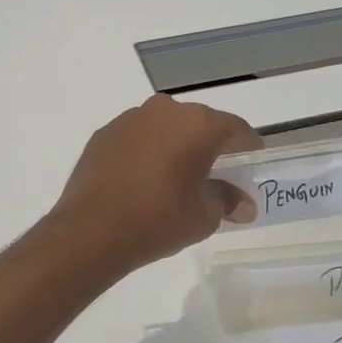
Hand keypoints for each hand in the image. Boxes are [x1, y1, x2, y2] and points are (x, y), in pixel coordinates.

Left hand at [49, 95, 260, 272]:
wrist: (90, 232)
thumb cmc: (158, 220)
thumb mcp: (204, 217)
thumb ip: (227, 201)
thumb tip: (243, 204)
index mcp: (198, 125)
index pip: (236, 129)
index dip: (248, 148)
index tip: (252, 164)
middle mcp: (165, 110)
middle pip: (200, 124)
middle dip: (210, 146)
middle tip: (216, 175)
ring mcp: (131, 119)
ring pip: (166, 127)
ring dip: (176, 146)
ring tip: (176, 178)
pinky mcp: (104, 133)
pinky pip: (138, 138)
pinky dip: (147, 152)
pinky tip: (143, 180)